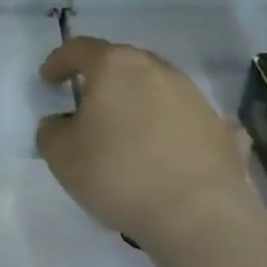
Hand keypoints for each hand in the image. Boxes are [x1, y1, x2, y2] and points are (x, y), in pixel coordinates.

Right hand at [35, 37, 253, 247]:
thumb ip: (51, 130)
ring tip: (127, 129)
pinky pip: (188, 118)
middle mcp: (157, 70)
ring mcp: (194, 97)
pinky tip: (171, 144)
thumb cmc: (119, 174)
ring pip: (157, 87)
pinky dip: (175, 125)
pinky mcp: (219, 128)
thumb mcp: (61, 155)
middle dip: (101, 78)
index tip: (48, 81)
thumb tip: (61, 123)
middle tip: (87, 102)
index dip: (58, 62)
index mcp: (114, 67)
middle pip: (122, 63)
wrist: (199, 216)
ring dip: (138, 100)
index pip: (79, 49)